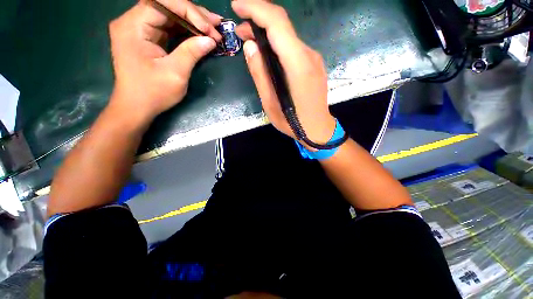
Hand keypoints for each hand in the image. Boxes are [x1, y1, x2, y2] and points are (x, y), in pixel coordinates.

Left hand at [109, 0, 222, 122]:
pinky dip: (186, 30)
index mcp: (133, 26)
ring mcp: (139, 29)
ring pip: (169, 16)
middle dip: (193, 15)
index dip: (189, 11)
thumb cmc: (153, 93)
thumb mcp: (175, 73)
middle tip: (216, 25)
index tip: (209, 28)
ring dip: (192, 21)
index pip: (163, 3)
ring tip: (213, 29)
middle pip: (166, 6)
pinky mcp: (147, 38)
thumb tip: (211, 40)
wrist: (137, 107)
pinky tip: (201, 34)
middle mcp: (133, 22)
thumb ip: (191, 52)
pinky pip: (168, 28)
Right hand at [232, 0, 335, 144]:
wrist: (318, 129)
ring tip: (250, 41)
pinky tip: (269, 54)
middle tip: (240, 31)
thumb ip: (260, 74)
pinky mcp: (314, 64)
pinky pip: (294, 47)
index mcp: (298, 65)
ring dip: (268, 33)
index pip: (278, 23)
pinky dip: (278, 44)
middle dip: (259, 19)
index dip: (256, 8)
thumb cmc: (293, 122)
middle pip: (284, 25)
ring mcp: (314, 59)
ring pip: (288, 36)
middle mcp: (309, 56)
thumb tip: (251, 46)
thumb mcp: (270, 103)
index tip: (237, 6)